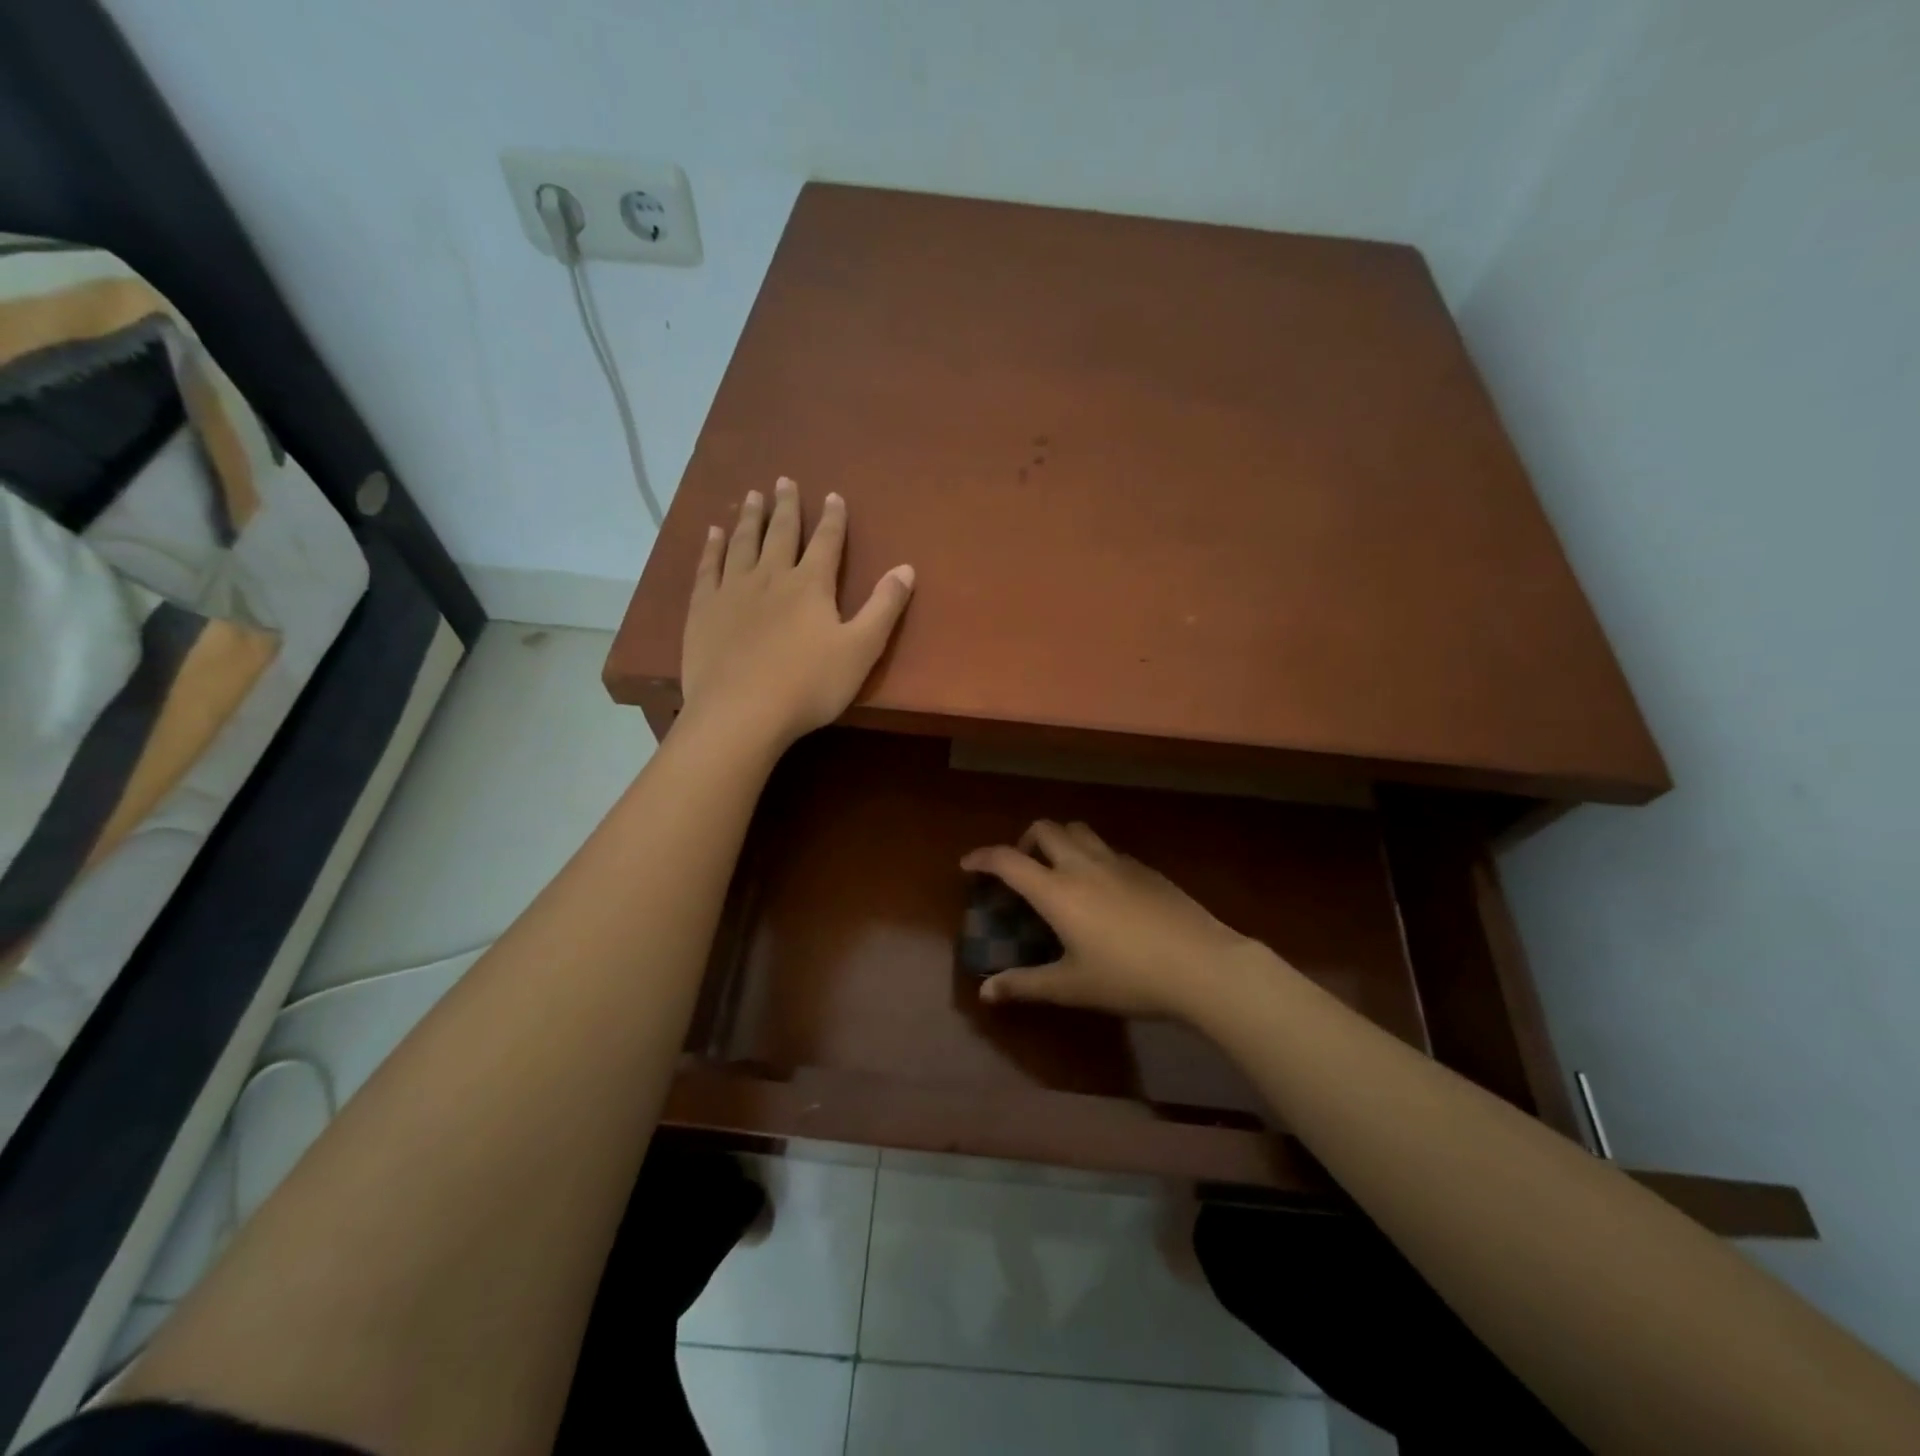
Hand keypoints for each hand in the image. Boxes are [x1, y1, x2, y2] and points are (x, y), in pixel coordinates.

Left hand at [680, 478, 914, 748]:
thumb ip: (884, 608)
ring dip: (750, 518)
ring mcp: (733, 591)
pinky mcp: (703, 610)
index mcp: (810, 585)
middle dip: (786, 507)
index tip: (833, 495)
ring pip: (743, 543)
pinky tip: (713, 534)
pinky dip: (712, 547)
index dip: (832, 519)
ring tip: (753, 495)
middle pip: (780, 534)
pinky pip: (708, 567)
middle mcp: (771, 577)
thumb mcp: (861, 650)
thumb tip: (907, 568)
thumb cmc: (808, 685)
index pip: (826, 542)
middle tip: (784, 480)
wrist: (741, 713)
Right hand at [960, 820, 1270, 1020]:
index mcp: (1057, 891)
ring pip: (1078, 831)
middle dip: (1023, 842)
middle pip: (1045, 829)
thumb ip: (1025, 985)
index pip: (1008, 860)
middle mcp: (1083, 865)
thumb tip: (986, 992)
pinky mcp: (1146, 869)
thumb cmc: (1129, 978)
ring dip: (1059, 841)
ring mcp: (1118, 862)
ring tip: (1059, 873)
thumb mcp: (1071, 987)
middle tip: (1021, 871)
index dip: (982, 857)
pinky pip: (1107, 849)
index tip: (968, 865)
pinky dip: (1090, 857)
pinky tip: (1103, 892)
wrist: (1202, 965)